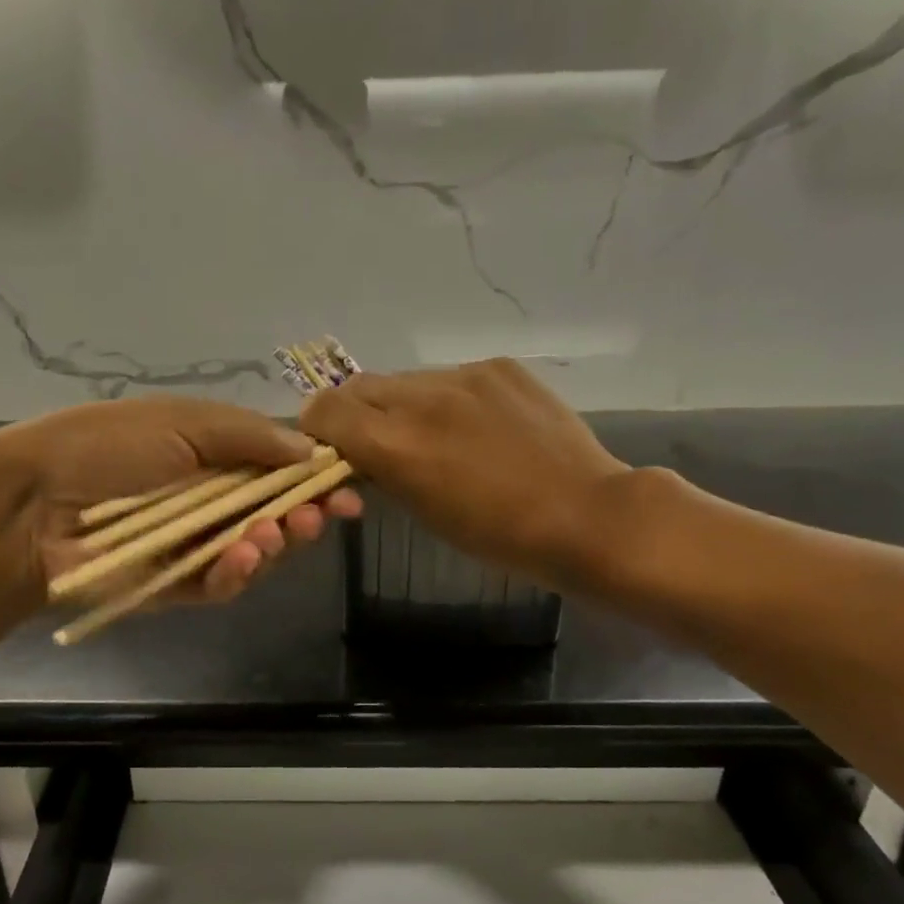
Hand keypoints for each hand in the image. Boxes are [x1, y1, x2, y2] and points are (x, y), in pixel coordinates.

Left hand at [0, 395, 361, 608]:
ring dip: (275, 543)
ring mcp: (193, 545)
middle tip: (320, 515)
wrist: (32, 505)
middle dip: (303, 515)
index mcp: (210, 455)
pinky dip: (238, 573)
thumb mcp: (180, 421)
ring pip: (255, 552)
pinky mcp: (176, 585)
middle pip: (274, 513)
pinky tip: (244, 556)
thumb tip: (310, 450)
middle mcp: (207, 500)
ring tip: (274, 534)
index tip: (347, 487)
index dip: (313, 478)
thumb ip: (248, 436)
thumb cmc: (106, 448)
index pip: (276, 468)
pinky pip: (221, 584)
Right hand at [300, 360, 629, 589]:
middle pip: (359, 387)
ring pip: (406, 380)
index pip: (325, 410)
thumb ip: (383, 469)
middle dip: (356, 414)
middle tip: (377, 443)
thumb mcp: (423, 511)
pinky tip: (477, 427)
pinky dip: (447, 399)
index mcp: (396, 442)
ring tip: (435, 436)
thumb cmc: (497, 536)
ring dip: (403, 405)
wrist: (585, 515)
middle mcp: (422, 397)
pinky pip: (451, 377)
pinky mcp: (499, 367)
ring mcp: (464, 375)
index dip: (318, 429)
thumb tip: (361, 451)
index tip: (331, 450)